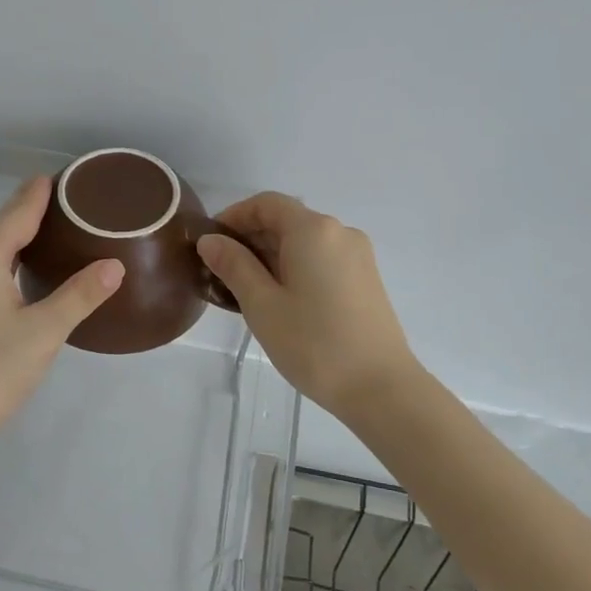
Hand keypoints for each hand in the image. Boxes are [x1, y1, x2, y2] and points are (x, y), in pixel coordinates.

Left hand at [0, 176, 123, 458]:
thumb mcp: (44, 332)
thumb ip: (80, 294)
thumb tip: (115, 264)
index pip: (18, 211)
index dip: (42, 192)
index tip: (66, 175)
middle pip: (0, 226)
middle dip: (33, 212)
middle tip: (74, 206)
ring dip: (18, 239)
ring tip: (57, 234)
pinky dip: (4, 261)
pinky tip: (23, 272)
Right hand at [198, 193, 419, 417]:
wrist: (380, 387)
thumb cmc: (313, 343)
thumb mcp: (262, 304)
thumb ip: (233, 265)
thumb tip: (210, 240)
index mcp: (313, 230)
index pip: (266, 203)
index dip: (234, 216)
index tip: (210, 243)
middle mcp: (339, 232)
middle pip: (287, 220)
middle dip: (251, 238)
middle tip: (221, 272)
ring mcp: (357, 256)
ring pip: (304, 242)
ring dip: (271, 255)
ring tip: (246, 290)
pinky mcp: (365, 279)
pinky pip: (322, 259)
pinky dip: (295, 267)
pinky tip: (280, 300)